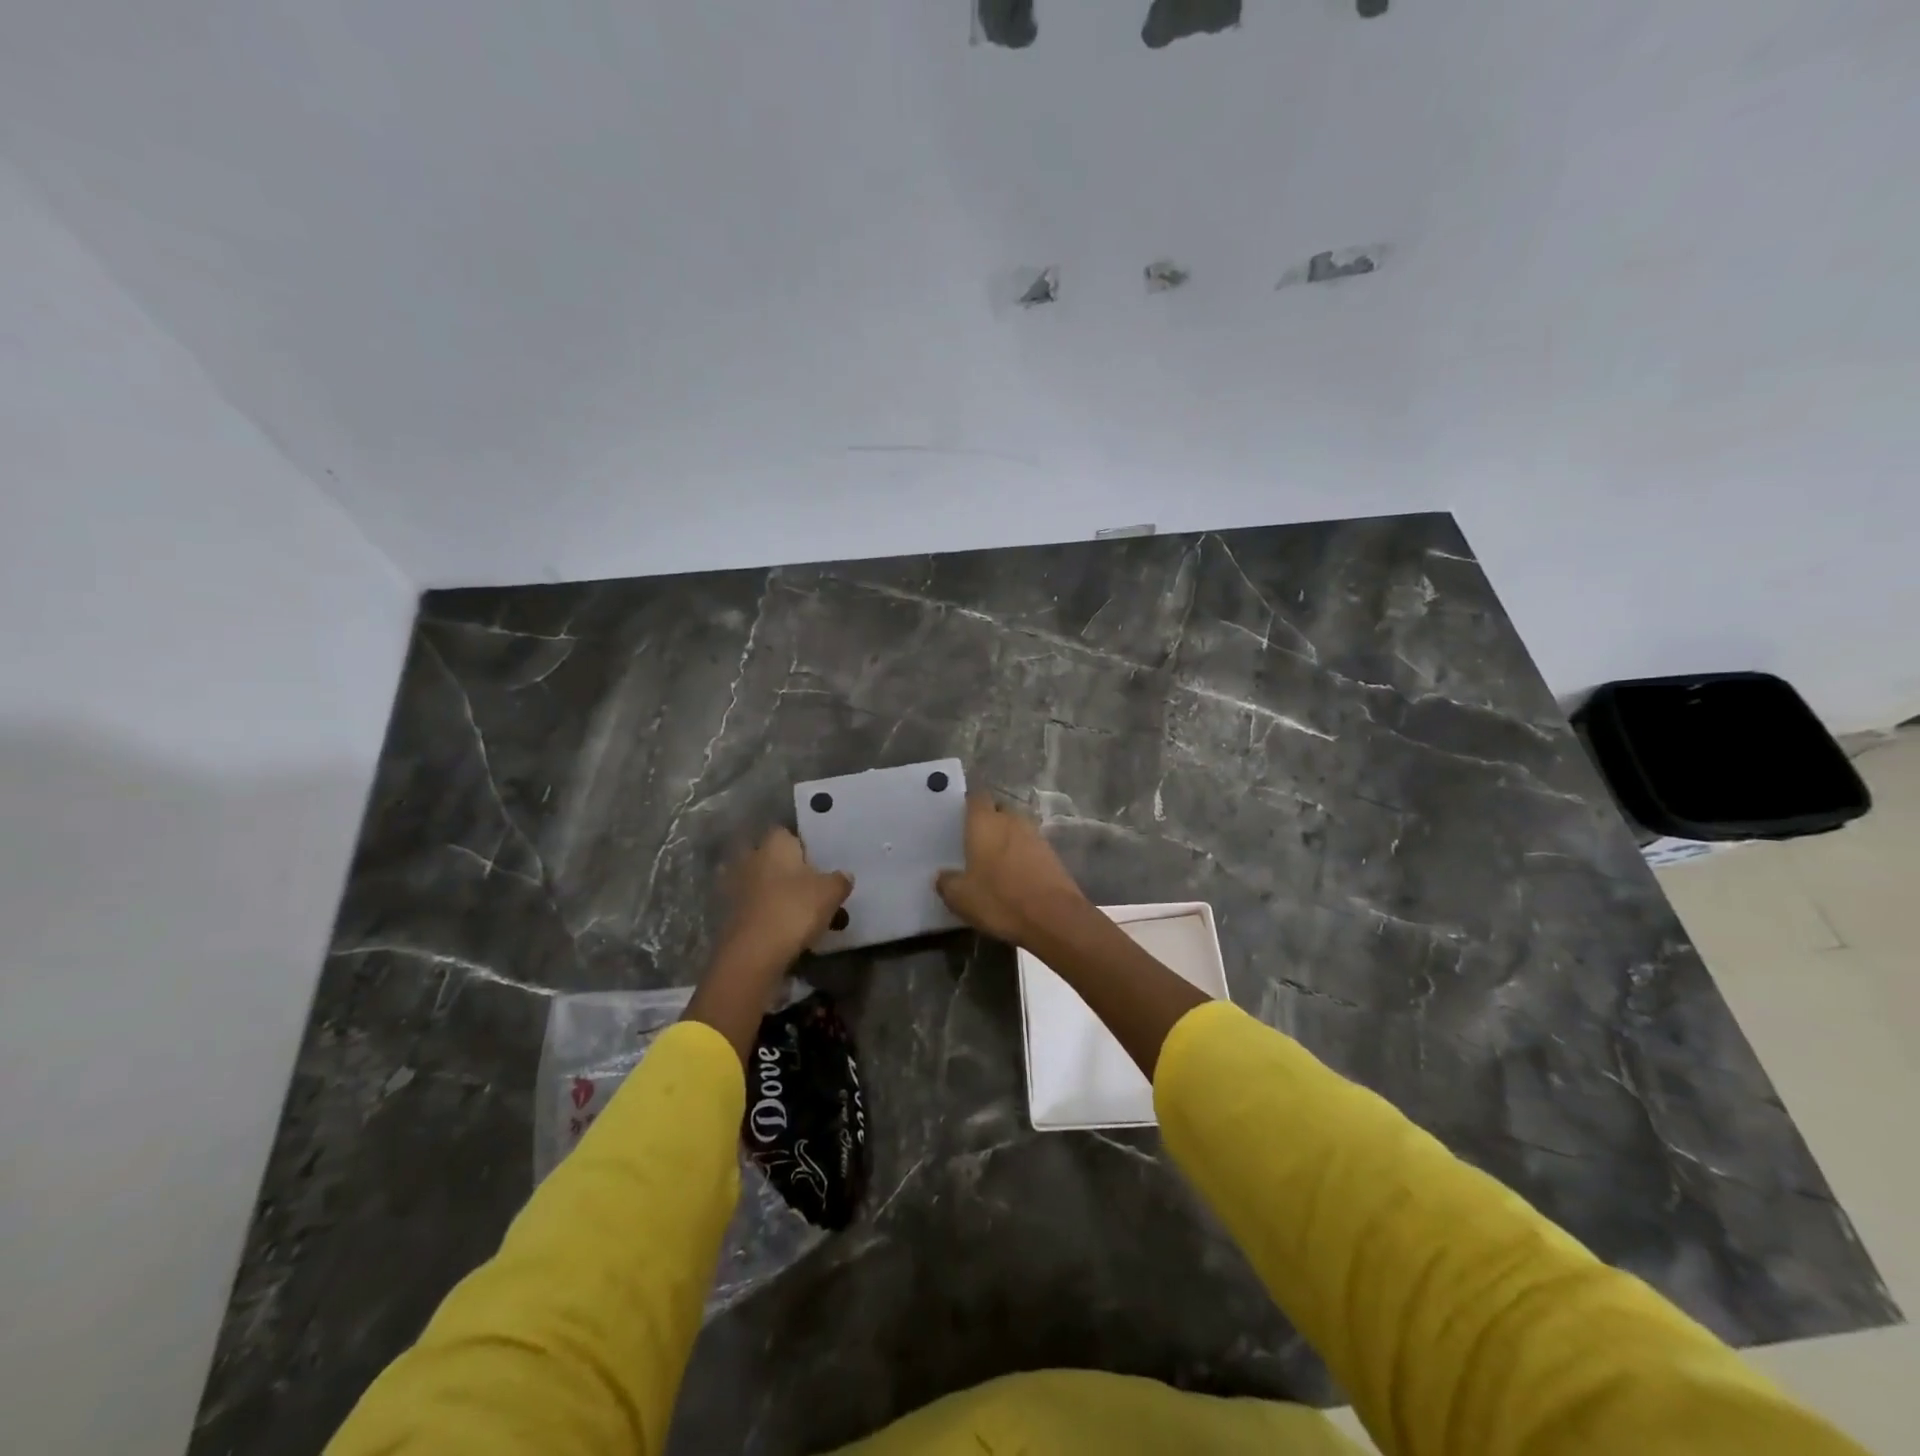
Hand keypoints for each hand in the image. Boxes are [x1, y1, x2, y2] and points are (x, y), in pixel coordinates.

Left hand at [713, 827, 852, 978]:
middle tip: (806, 884)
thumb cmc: (795, 909)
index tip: (816, 861)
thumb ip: (839, 880)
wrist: (753, 953)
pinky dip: (763, 912)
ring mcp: (734, 886)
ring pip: (758, 882)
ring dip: (771, 891)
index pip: (786, 833)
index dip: (801, 845)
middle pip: (769, 857)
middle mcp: (750, 858)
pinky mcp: (727, 913)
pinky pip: (751, 906)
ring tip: (795, 909)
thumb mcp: (831, 893)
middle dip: (783, 868)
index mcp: (775, 844)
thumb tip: (844, 875)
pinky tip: (780, 927)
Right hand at [935, 795, 1090, 949]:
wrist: (1053, 916)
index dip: (968, 805)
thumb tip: (942, 876)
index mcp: (985, 822)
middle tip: (975, 841)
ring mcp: (1035, 835)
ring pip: (1016, 827)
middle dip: (988, 820)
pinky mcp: (1052, 853)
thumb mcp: (961, 898)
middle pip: (998, 809)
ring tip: (995, 859)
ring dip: (1007, 838)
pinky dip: (1022, 854)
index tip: (960, 819)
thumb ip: (947, 882)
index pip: (976, 798)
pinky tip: (1015, 874)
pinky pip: (1030, 845)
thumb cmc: (1000, 899)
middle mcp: (1011, 820)